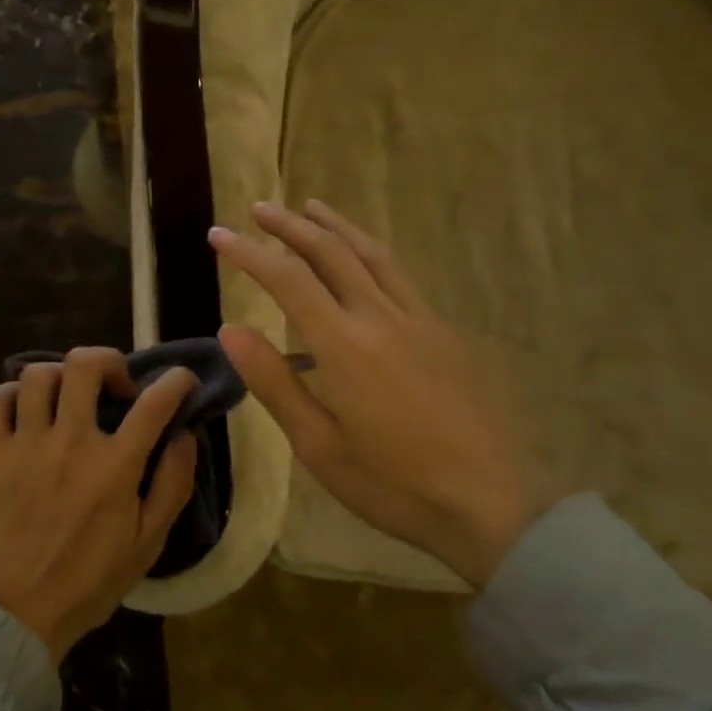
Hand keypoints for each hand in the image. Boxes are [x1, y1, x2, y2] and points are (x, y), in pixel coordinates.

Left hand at [0, 348, 198, 660]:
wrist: (17, 614)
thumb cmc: (89, 582)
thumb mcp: (149, 544)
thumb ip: (173, 485)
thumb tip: (184, 435)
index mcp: (115, 466)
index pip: (154, 402)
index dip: (176, 380)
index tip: (181, 380)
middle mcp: (70, 443)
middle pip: (85, 365)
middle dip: (109, 361)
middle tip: (116, 386)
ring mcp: (25, 445)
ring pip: (39, 375)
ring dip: (61, 377)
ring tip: (69, 398)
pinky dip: (11, 394)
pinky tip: (25, 410)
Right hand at [210, 200, 555, 584]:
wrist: (492, 503)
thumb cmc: (394, 484)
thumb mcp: (319, 446)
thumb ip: (274, 383)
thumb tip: (230, 329)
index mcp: (345, 346)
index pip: (288, 280)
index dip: (249, 253)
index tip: (218, 235)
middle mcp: (382, 317)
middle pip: (331, 253)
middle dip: (290, 226)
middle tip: (259, 208)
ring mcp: (419, 319)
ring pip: (372, 254)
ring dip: (336, 226)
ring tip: (311, 207)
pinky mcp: (445, 332)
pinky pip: (399, 275)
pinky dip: (370, 251)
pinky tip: (364, 258)